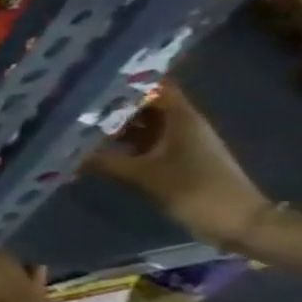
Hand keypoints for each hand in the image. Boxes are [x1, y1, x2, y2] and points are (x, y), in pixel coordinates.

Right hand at [86, 85, 270, 250]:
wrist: (239, 224)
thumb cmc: (197, 190)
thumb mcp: (144, 175)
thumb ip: (103, 160)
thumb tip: (62, 150)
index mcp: (182, 120)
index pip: (156, 87)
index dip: (128, 80)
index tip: (92, 76)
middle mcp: (182, 126)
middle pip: (145, 105)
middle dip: (111, 103)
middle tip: (71, 100)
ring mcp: (179, 144)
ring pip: (141, 125)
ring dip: (112, 125)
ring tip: (74, 122)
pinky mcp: (174, 161)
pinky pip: (141, 144)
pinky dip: (119, 143)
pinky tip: (92, 147)